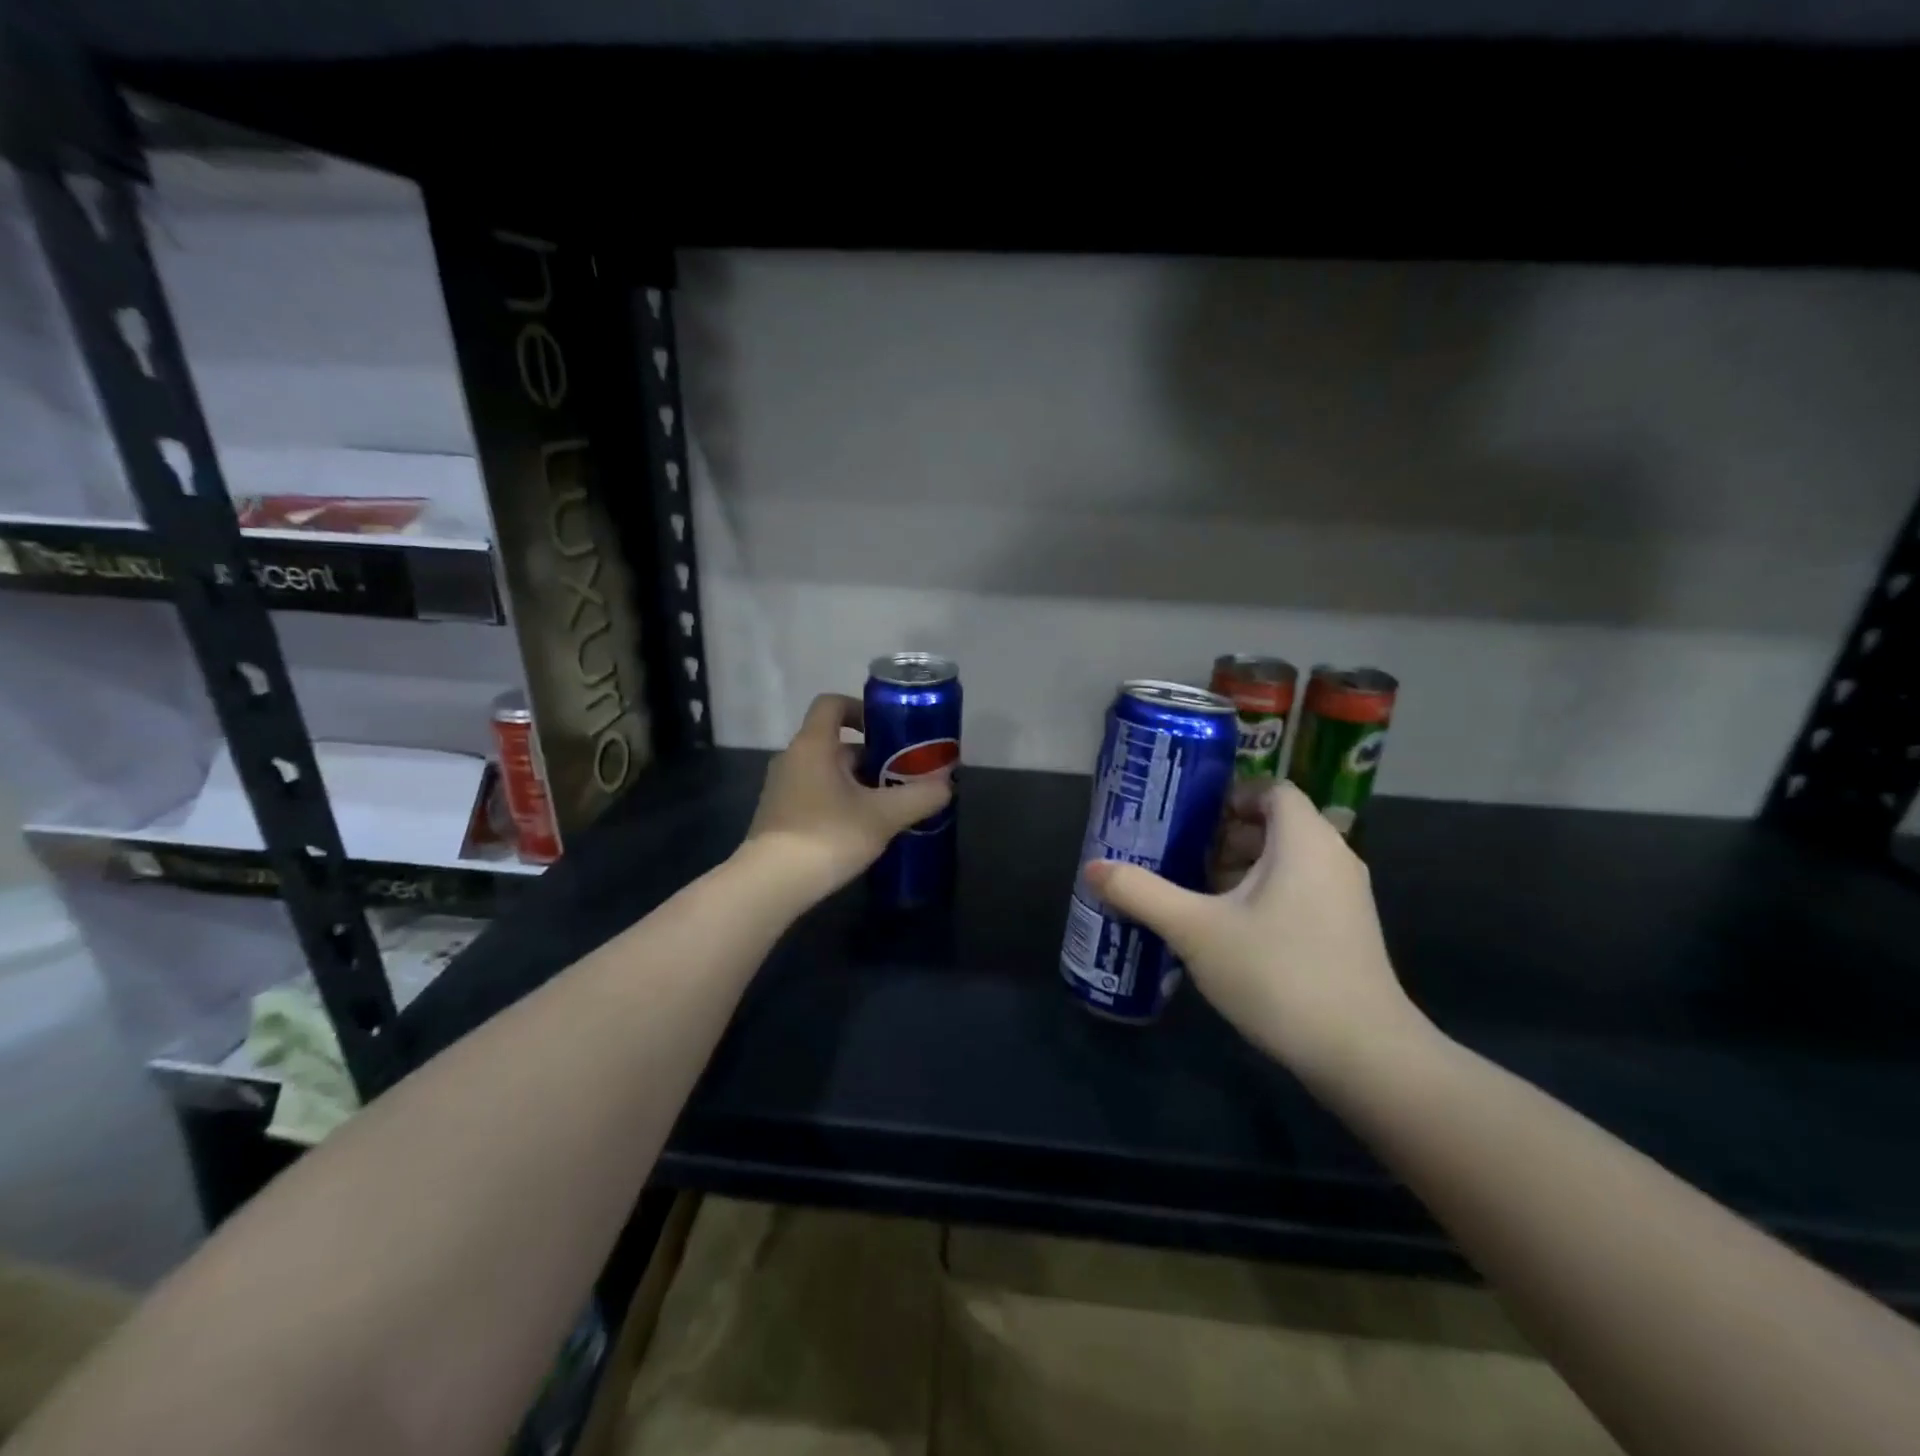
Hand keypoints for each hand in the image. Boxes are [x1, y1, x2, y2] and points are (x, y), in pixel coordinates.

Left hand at [742, 692, 953, 902]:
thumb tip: (947, 785)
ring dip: (858, 783)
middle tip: (903, 777)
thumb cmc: (828, 835)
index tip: (888, 729)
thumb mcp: (883, 816)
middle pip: (836, 744)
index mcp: (813, 745)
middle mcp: (792, 759)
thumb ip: (920, 796)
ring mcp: (781, 789)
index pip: (832, 704)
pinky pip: (816, 796)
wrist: (771, 885)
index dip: (861, 709)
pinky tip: (862, 830)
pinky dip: (840, 803)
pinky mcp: (779, 817)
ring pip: (827, 773)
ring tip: (889, 807)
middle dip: (872, 757)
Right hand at [1084, 781, 1429, 1087]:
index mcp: (1304, 840)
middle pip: (1274, 825)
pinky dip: (1263, 895)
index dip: (1228, 796)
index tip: (1187, 818)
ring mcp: (1346, 897)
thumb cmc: (1278, 973)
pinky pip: (1299, 891)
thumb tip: (1092, 868)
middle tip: (1178, 855)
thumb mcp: (1195, 931)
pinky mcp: (1347, 931)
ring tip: (1194, 893)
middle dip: (1223, 836)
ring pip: (1286, 862)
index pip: (1270, 789)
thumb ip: (1142, 893)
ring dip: (1240, 869)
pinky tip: (1228, 930)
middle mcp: (1333, 857)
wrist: (1362, 1054)